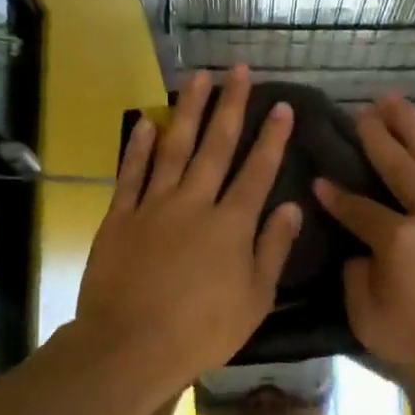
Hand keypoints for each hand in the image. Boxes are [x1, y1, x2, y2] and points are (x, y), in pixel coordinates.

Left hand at [77, 66, 301, 391]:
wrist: (131, 345)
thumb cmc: (202, 331)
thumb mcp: (255, 299)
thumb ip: (273, 249)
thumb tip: (294, 207)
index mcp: (231, 225)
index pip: (258, 171)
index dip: (272, 138)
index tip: (282, 105)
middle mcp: (195, 203)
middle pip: (216, 146)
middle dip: (231, 106)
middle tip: (239, 69)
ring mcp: (154, 207)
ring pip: (174, 148)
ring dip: (188, 111)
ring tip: (198, 77)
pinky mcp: (120, 218)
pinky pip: (131, 174)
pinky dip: (138, 146)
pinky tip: (146, 120)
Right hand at [314, 97, 414, 405]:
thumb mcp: (377, 331)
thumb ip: (357, 287)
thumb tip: (359, 255)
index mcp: (398, 242)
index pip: (358, 210)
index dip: (335, 196)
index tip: (320, 179)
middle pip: (397, 166)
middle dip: (375, 137)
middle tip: (360, 111)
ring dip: (412, 125)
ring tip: (393, 100)